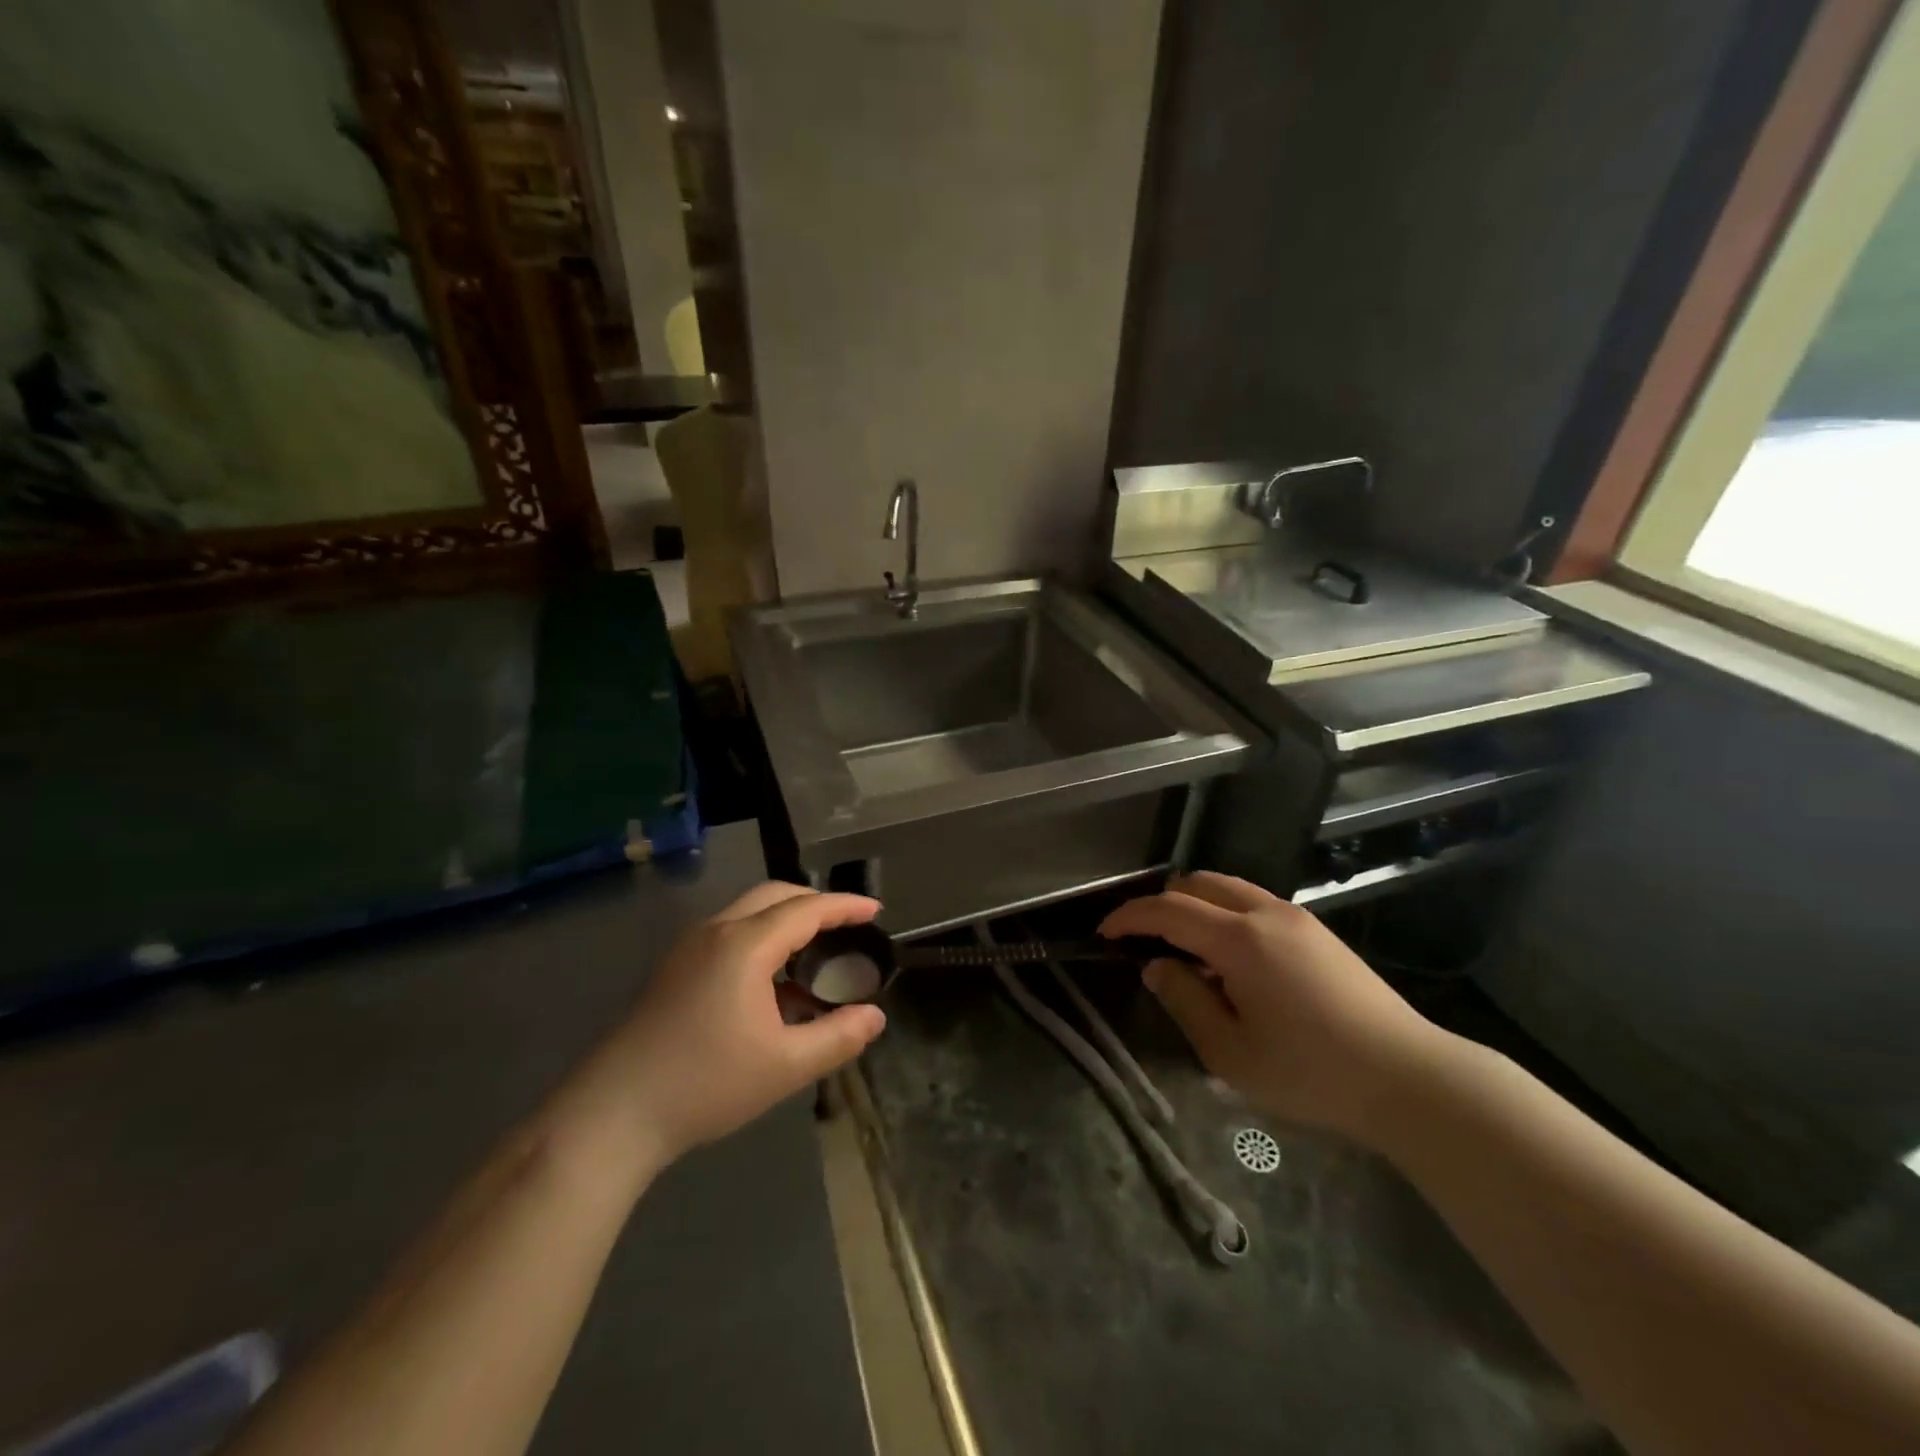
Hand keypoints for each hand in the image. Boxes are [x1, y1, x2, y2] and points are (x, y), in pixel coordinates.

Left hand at [586, 883, 887, 1168]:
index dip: (845, 907)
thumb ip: (837, 1037)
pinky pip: (729, 933)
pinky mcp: (673, 969)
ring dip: (786, 920)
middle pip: (774, 896)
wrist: (612, 1115)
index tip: (876, 910)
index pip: (806, 909)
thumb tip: (875, 1017)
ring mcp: (689, 948)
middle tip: (848, 925)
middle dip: (815, 903)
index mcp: (745, 945)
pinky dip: (762, 938)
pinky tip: (772, 983)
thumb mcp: (785, 1066)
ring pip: (748, 912)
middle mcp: (716, 931)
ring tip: (815, 953)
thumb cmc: (705, 1085)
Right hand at [1100, 872, 1448, 1143]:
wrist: (1410, 1078)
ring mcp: (1296, 917)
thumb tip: (1158, 967)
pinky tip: (1229, 957)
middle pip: (1197, 883)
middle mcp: (1265, 912)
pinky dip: (1225, 913)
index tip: (1105, 933)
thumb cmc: (1311, 1072)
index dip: (1129, 916)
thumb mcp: (1231, 1052)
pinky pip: (1254, 902)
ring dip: (1195, 904)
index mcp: (1239, 939)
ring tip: (1184, 947)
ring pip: (1228, 888)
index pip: (1168, 910)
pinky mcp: (1317, 930)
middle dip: (1161, 903)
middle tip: (1142, 938)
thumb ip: (1185, 1001)